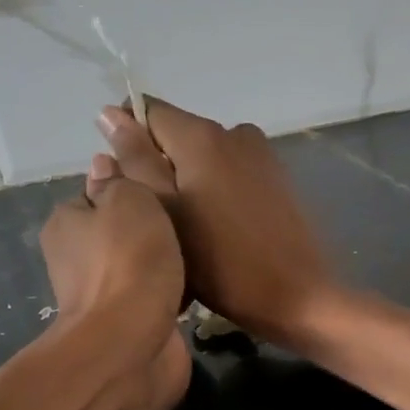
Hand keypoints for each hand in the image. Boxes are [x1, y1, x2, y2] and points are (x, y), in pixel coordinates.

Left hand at [40, 154, 186, 368]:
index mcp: (66, 223)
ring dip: (160, 263)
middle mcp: (76, 260)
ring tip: (197, 252)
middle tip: (187, 220)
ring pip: (137, 267)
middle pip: (118, 231)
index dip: (130, 189)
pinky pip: (152, 298)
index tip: (163, 189)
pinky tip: (193, 288)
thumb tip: (104, 167)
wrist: (132, 344)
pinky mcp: (129, 327)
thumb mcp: (128, 200)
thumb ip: (120, 181)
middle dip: (147, 229)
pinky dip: (169, 294)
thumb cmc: (128, 262)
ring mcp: (102, 297)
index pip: (97, 194)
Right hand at [96, 99, 334, 346]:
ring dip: (190, 186)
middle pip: (179, 137)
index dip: (130, 143)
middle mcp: (235, 132)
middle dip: (161, 170)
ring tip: (190, 234)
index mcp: (202, 135)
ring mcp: (263, 156)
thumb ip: (136, 161)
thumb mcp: (164, 214)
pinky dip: (217, 196)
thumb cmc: (222, 263)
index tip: (131, 188)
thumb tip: (111, 113)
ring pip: (206, 160)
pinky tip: (220, 235)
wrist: (298, 297)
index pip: (148, 112)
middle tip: (160, 223)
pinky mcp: (279, 182)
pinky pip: (232, 176)